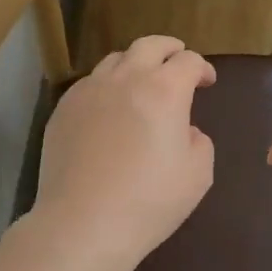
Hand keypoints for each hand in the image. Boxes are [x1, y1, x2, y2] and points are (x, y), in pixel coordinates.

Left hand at [33, 36, 216, 267]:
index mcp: (164, 90)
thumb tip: (185, 129)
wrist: (83, 225)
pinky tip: (109, 109)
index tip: (207, 82)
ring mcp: (90, 90)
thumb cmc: (148, 201)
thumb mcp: (197, 175)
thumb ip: (199, 141)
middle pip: (150, 45)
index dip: (202, 68)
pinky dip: (107, 86)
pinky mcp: (64, 108)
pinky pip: (90, 83)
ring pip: (116, 59)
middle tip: (177, 61)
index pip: (189, 61)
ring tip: (141, 83)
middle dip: (169, 49)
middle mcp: (126, 78)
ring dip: (135, 64)